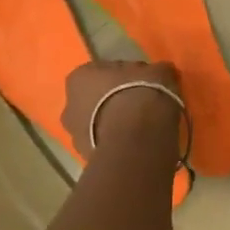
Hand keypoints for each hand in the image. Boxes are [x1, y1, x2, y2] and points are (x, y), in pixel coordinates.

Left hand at [60, 59, 182, 154]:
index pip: (104, 72)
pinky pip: (105, 144)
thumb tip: (160, 74)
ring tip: (142, 127)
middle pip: (96, 99)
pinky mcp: (87, 158)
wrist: (139, 139)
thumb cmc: (141, 95)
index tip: (143, 82)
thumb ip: (155, 71)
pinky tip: (138, 142)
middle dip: (114, 102)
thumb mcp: (159, 72)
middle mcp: (69, 105)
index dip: (126, 76)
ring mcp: (75, 135)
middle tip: (141, 104)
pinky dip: (118, 142)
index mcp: (79, 77)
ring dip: (114, 124)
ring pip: (98, 124)